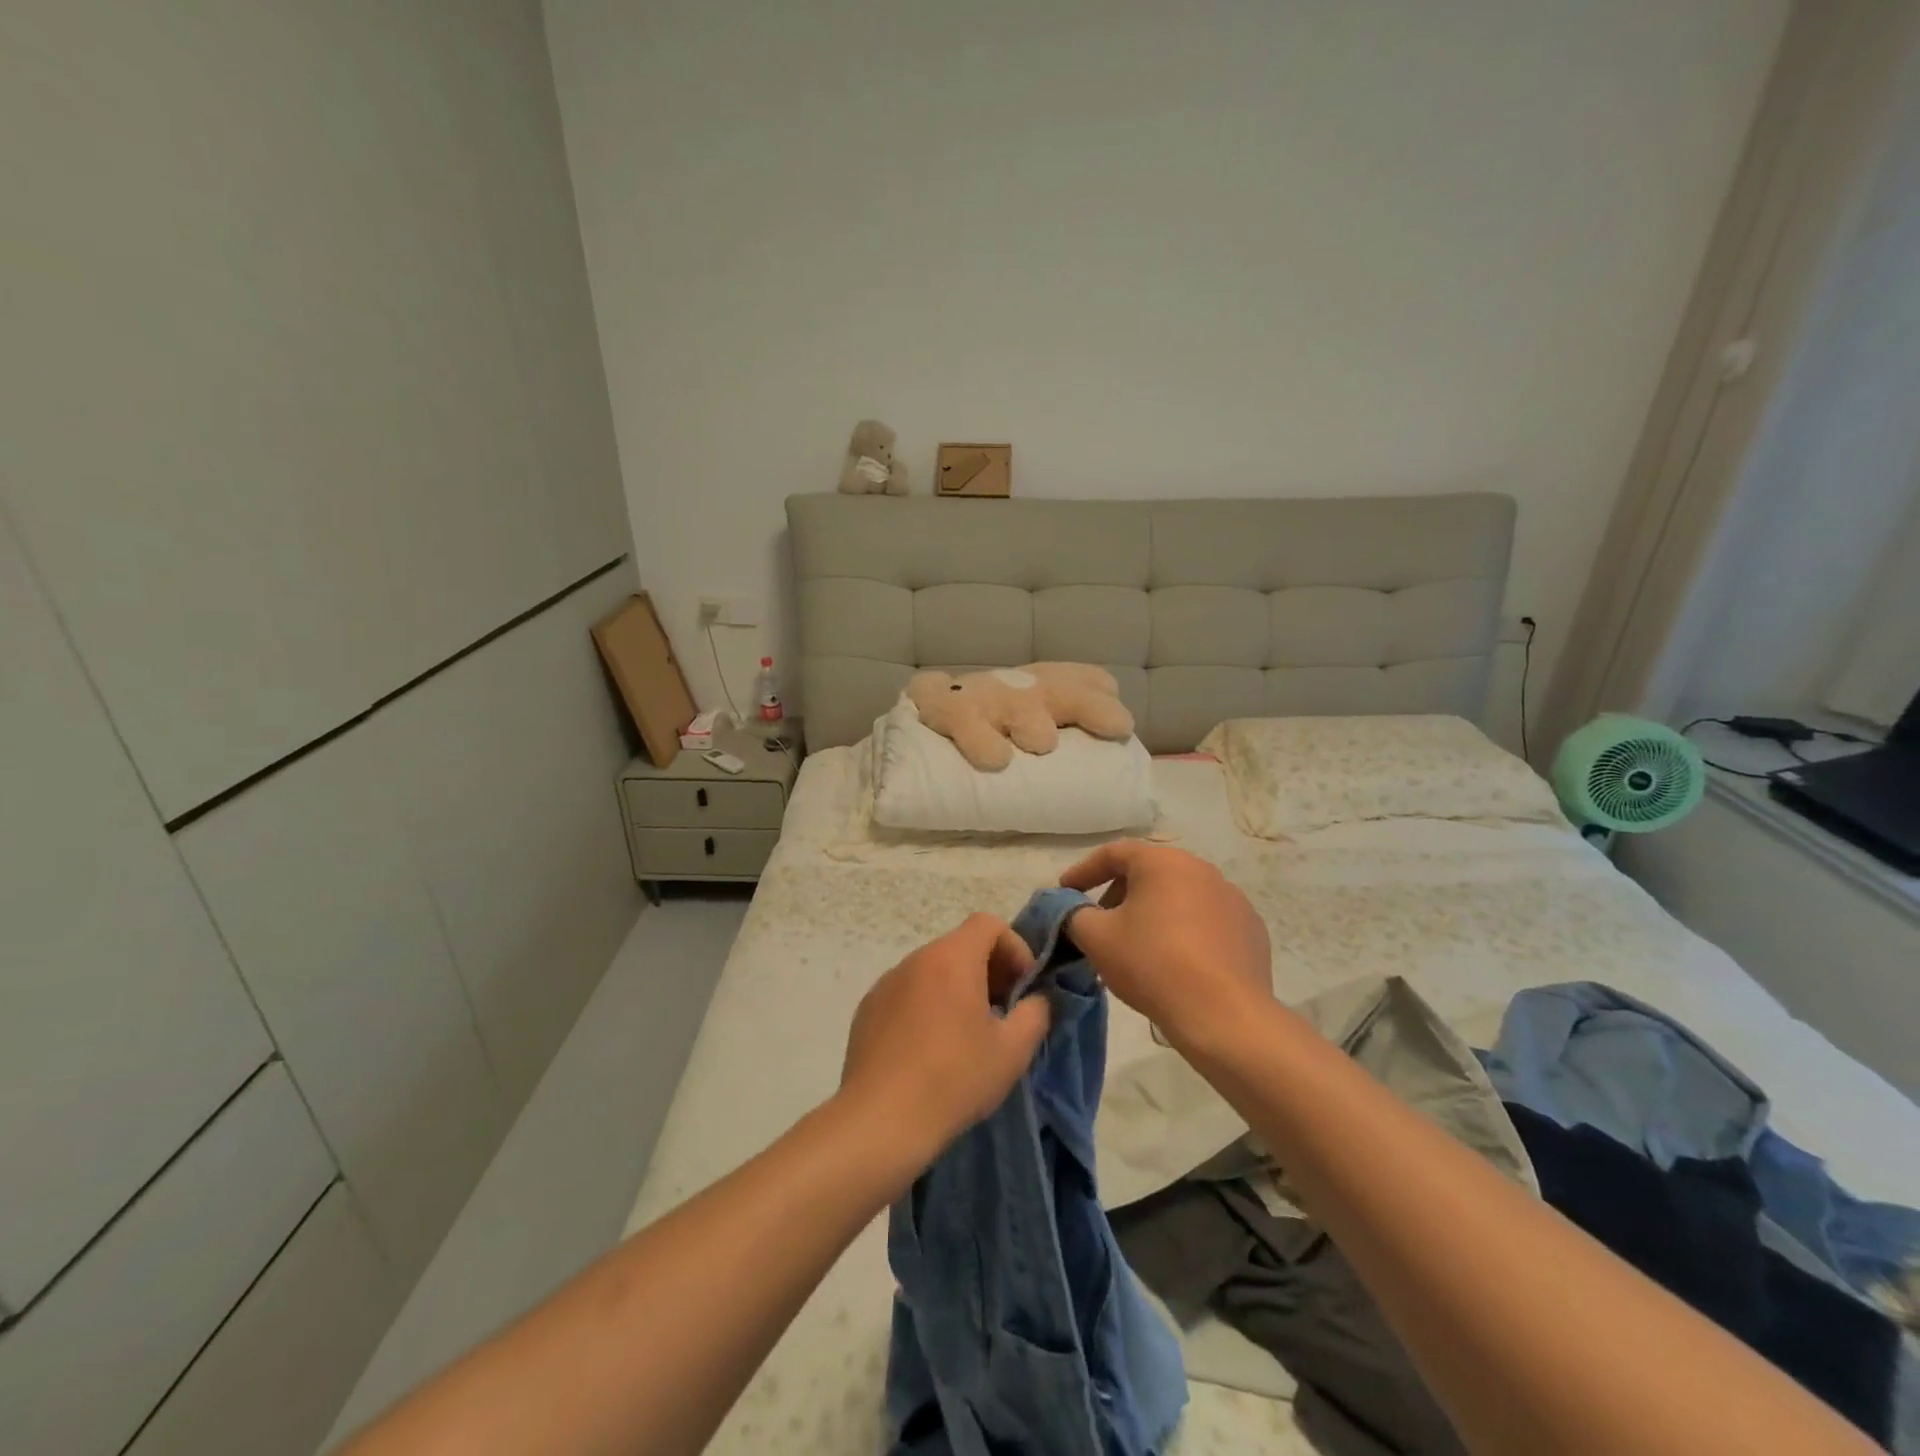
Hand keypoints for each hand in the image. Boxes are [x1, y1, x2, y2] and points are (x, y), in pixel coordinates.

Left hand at [839, 913, 1052, 1171]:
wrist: (880, 1119)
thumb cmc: (955, 1078)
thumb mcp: (1013, 1050)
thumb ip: (1035, 1013)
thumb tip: (1036, 999)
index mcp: (952, 958)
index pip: (988, 923)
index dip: (1014, 948)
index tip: (1022, 988)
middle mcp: (916, 959)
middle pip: (960, 946)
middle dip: (988, 971)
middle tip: (1002, 1013)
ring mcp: (886, 982)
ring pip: (933, 970)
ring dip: (957, 989)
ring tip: (967, 1035)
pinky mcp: (867, 1009)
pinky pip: (907, 993)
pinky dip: (926, 1006)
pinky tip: (929, 1050)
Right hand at [1059, 841, 1271, 1044]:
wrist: (1224, 1015)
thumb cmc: (1152, 964)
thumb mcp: (1096, 938)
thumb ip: (1074, 914)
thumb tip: (1072, 910)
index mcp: (1163, 862)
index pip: (1114, 853)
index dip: (1084, 871)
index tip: (1065, 892)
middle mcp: (1201, 869)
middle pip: (1149, 872)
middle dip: (1119, 893)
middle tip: (1100, 922)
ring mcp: (1232, 899)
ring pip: (1180, 896)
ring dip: (1153, 912)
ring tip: (1138, 946)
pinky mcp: (1251, 930)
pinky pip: (1207, 921)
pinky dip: (1185, 931)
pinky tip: (1176, 963)